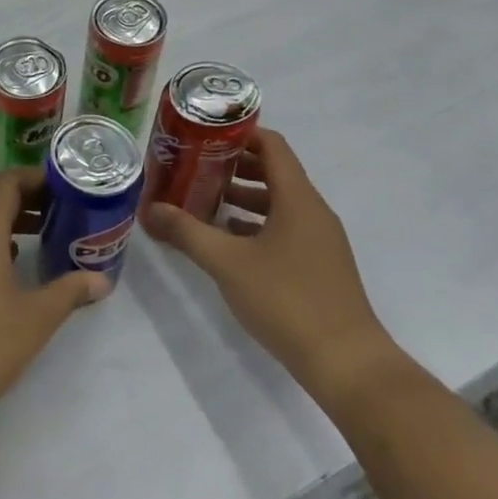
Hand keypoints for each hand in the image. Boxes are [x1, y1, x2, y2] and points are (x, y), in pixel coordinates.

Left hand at [0, 168, 110, 444]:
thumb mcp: (36, 318)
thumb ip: (70, 291)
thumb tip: (101, 279)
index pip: (5, 182)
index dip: (36, 179)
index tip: (65, 188)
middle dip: (24, 198)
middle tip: (60, 211)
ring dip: (4, 221)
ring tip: (40, 235)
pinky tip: (6, 268)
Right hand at [143, 130, 400, 404]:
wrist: (347, 364)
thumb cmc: (287, 300)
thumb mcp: (227, 263)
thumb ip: (187, 232)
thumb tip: (150, 209)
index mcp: (298, 199)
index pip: (272, 146)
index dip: (240, 134)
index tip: (204, 134)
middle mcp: (313, 212)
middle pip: (274, 172)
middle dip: (234, 165)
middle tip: (194, 166)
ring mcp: (319, 240)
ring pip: (278, 203)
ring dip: (243, 197)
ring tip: (203, 200)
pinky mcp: (319, 266)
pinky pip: (284, 228)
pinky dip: (255, 224)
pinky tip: (227, 240)